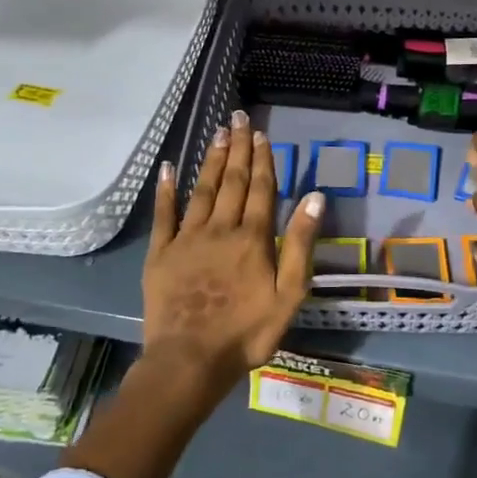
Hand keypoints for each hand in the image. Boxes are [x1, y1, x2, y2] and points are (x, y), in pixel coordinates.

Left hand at [143, 112, 323, 395]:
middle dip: (237, 148)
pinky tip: (168, 168)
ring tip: (217, 132)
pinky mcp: (161, 253)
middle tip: (238, 117)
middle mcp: (220, 228)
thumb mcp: (290, 294)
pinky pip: (164, 215)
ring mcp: (187, 239)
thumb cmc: (247, 332)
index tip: (261, 133)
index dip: (262, 159)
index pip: (260, 189)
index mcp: (253, 238)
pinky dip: (166, 190)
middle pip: (231, 181)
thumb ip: (300, 244)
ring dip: (210, 159)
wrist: (190, 360)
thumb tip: (315, 196)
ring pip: (202, 189)